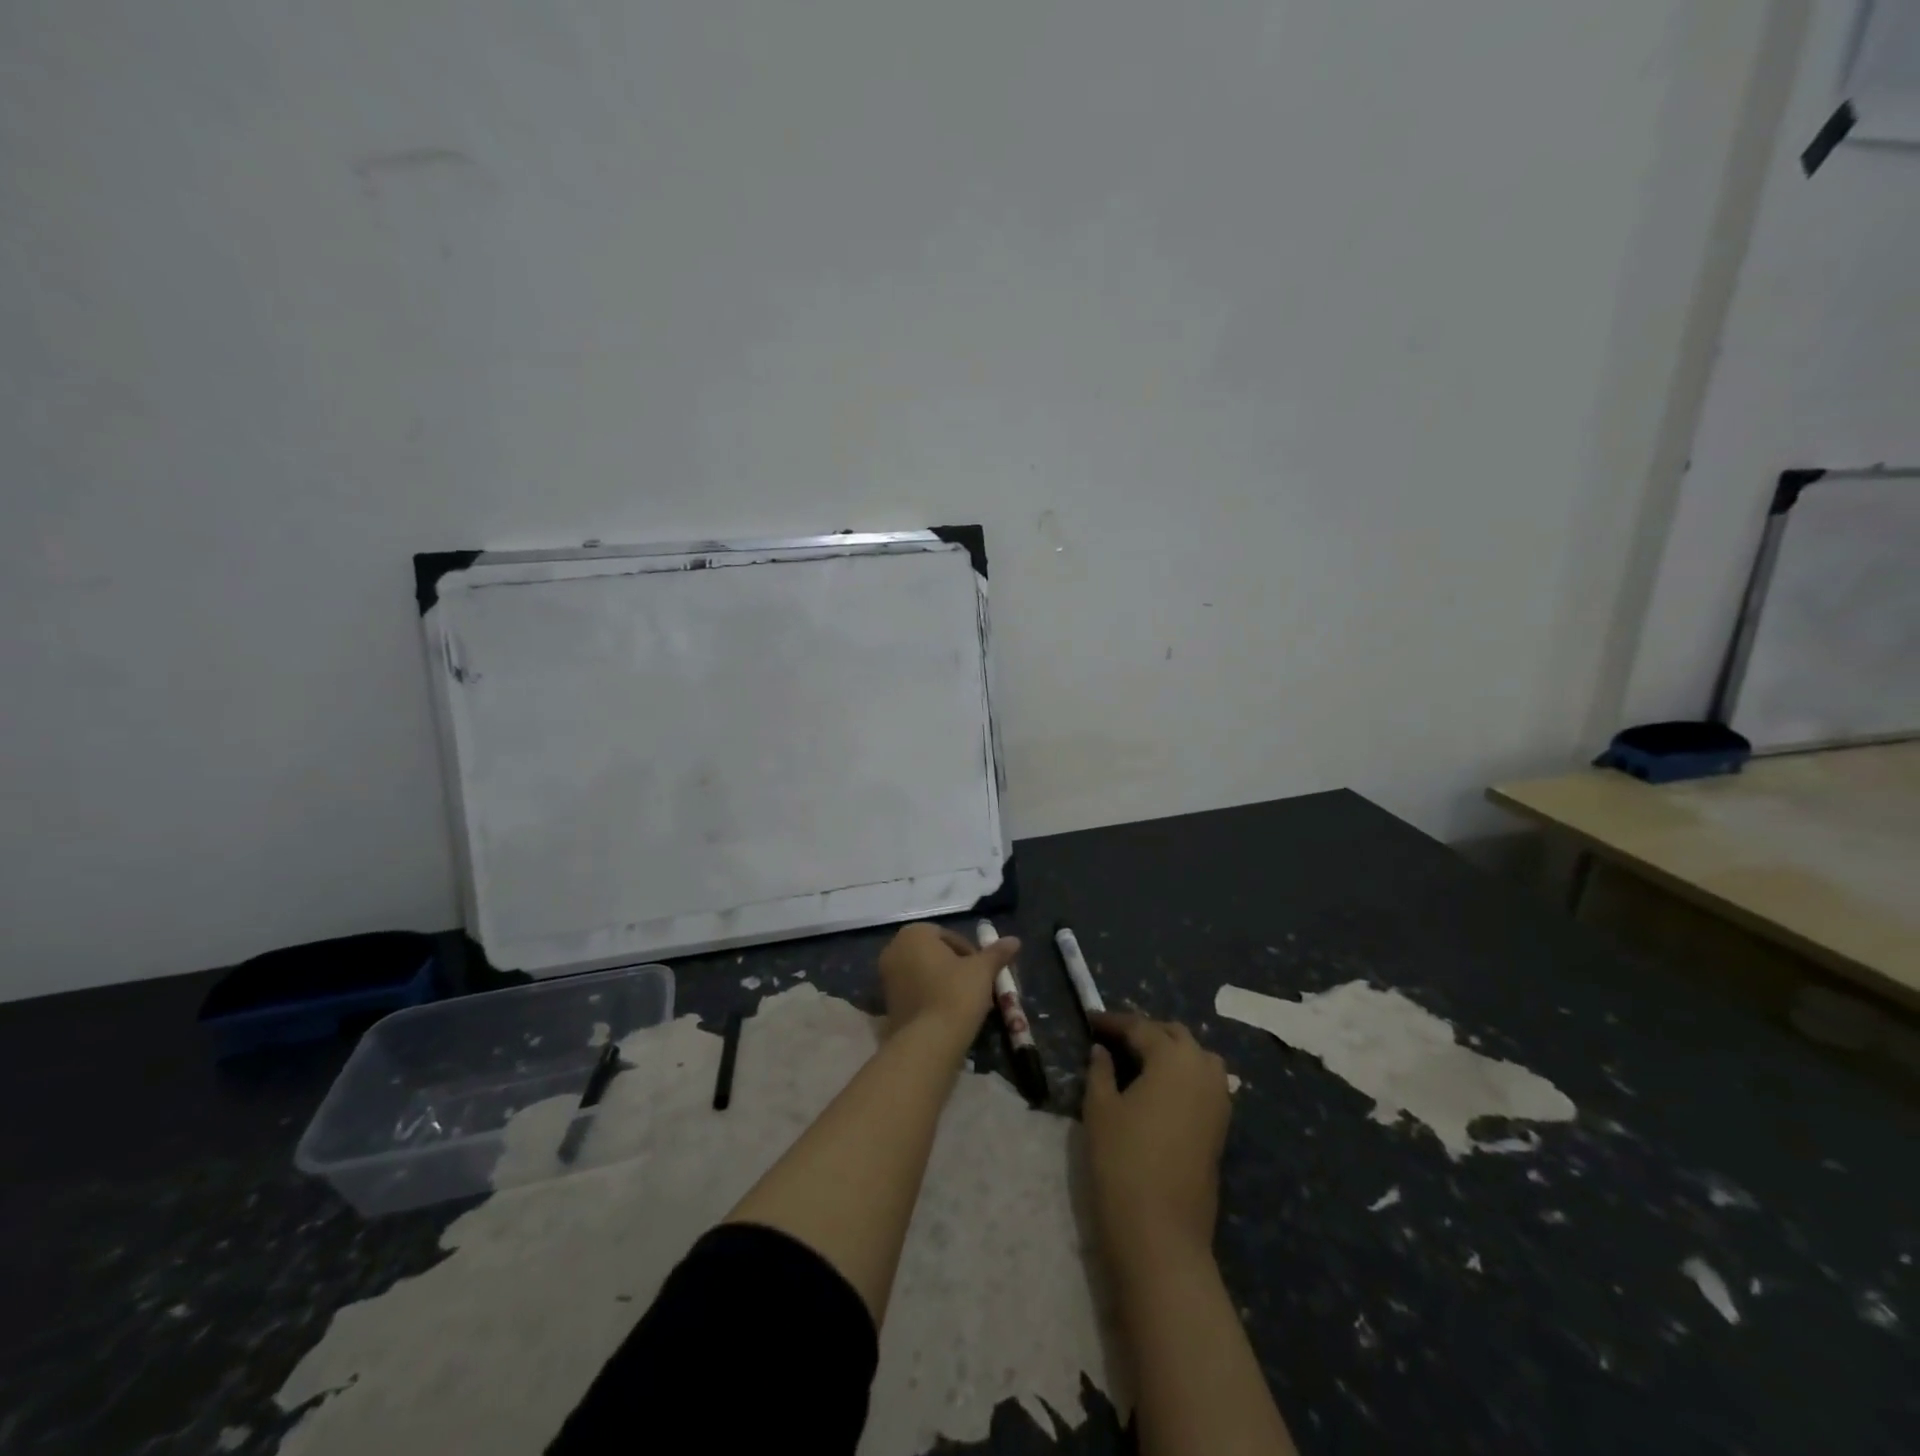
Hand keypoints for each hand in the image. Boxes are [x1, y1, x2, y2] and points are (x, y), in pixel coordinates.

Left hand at [877, 923, 1019, 1041]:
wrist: (928, 1042)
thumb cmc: (956, 994)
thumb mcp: (982, 970)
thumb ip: (997, 953)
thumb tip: (1014, 940)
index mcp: (914, 934)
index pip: (949, 937)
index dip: (970, 953)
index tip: (983, 972)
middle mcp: (894, 950)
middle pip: (934, 954)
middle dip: (956, 968)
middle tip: (977, 986)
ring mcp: (886, 978)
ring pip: (924, 974)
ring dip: (943, 983)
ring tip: (966, 1003)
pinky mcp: (886, 1004)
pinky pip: (915, 993)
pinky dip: (930, 999)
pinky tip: (948, 1015)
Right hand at [1083, 1011, 1231, 1262]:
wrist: (1161, 1232)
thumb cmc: (1123, 1160)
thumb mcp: (1100, 1108)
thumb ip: (1100, 1071)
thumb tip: (1102, 1051)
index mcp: (1173, 1057)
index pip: (1140, 1027)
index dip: (1113, 1022)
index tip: (1090, 1021)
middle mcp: (1203, 1069)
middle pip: (1174, 1036)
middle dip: (1145, 1031)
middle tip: (1113, 1039)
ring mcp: (1218, 1100)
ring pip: (1196, 1057)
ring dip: (1170, 1051)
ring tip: (1139, 1060)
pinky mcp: (1221, 1127)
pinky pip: (1204, 1083)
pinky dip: (1183, 1075)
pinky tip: (1160, 1088)